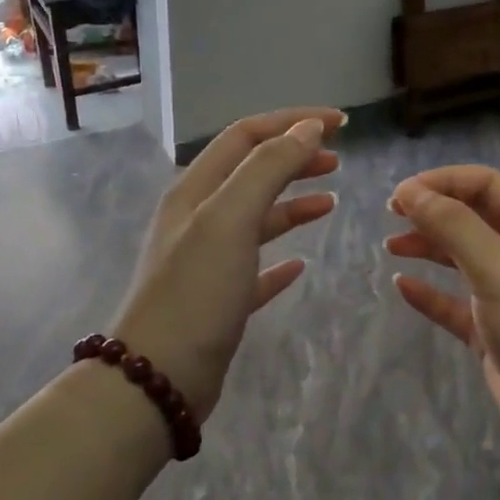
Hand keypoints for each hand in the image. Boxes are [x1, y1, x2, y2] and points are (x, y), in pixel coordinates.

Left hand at [113, 108, 345, 419]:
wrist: (160, 377)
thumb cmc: (196, 292)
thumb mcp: (230, 220)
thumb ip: (267, 169)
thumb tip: (306, 128)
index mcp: (195, 191)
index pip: (246, 137)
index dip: (292, 122)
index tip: (340, 124)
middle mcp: (198, 220)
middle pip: (251, 174)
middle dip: (294, 159)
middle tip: (338, 160)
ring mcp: (207, 262)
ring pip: (255, 220)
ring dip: (292, 205)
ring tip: (330, 202)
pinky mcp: (218, 301)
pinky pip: (255, 269)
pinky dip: (280, 260)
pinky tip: (302, 265)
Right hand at [386, 165, 499, 474]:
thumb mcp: (499, 270)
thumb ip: (454, 227)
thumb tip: (409, 191)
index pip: (488, 187)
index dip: (443, 183)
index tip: (400, 194)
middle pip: (474, 219)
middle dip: (433, 213)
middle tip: (390, 215)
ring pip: (462, 260)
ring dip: (428, 248)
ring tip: (391, 247)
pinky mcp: (494, 333)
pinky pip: (455, 304)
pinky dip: (430, 293)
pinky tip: (402, 287)